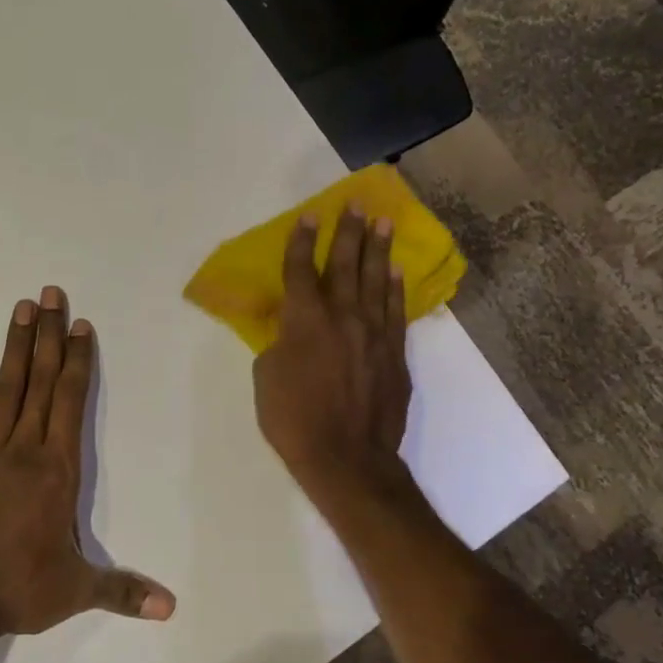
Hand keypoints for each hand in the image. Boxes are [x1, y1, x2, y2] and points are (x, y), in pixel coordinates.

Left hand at [0, 286, 175, 639]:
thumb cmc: (19, 589)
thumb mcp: (77, 591)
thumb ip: (124, 591)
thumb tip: (171, 607)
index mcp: (57, 469)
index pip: (70, 401)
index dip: (77, 360)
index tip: (80, 324)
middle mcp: (24, 450)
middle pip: (39, 382)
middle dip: (47, 336)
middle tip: (49, 293)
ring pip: (5, 391)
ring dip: (14, 348)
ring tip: (19, 309)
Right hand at [253, 206, 412, 497]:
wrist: (347, 459)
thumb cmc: (294, 420)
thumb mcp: (266, 378)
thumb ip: (279, 343)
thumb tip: (290, 330)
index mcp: (304, 320)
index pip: (301, 270)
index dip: (303, 241)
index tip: (310, 215)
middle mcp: (342, 316)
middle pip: (345, 264)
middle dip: (348, 231)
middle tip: (356, 204)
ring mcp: (373, 333)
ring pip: (376, 281)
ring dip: (378, 250)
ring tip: (383, 223)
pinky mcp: (394, 353)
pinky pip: (395, 311)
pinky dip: (395, 289)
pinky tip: (396, 272)